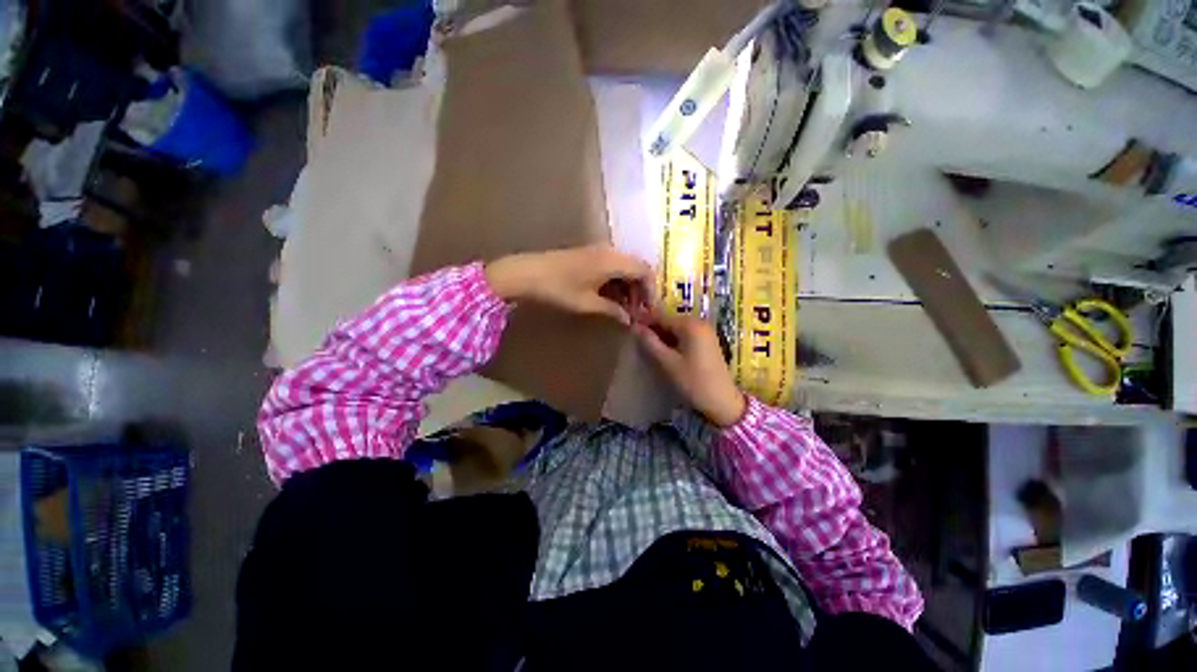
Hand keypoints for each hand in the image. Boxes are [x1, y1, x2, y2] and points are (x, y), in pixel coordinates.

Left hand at [485, 245, 652, 324]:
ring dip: (628, 287)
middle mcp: (609, 251)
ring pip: (624, 268)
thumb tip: (628, 320)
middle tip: (638, 312)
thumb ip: (612, 310)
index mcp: (613, 261)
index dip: (651, 290)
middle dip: (640, 290)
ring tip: (625, 309)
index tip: (650, 309)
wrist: (526, 273)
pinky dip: (616, 282)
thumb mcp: (587, 303)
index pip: (644, 271)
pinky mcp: (588, 255)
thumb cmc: (559, 289)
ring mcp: (598, 252)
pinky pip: (611, 267)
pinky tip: (611, 298)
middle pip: (636, 268)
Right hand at [634, 310, 746, 427]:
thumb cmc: (693, 381)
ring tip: (648, 346)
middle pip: (669, 320)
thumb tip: (634, 326)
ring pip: (677, 328)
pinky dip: (673, 340)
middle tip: (638, 339)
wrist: (723, 401)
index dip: (644, 321)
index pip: (660, 316)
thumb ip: (650, 342)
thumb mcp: (668, 362)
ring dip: (663, 335)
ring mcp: (705, 331)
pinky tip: (665, 351)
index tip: (629, 328)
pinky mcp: (707, 341)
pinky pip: (685, 334)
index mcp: (690, 324)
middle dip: (653, 328)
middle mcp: (699, 322)